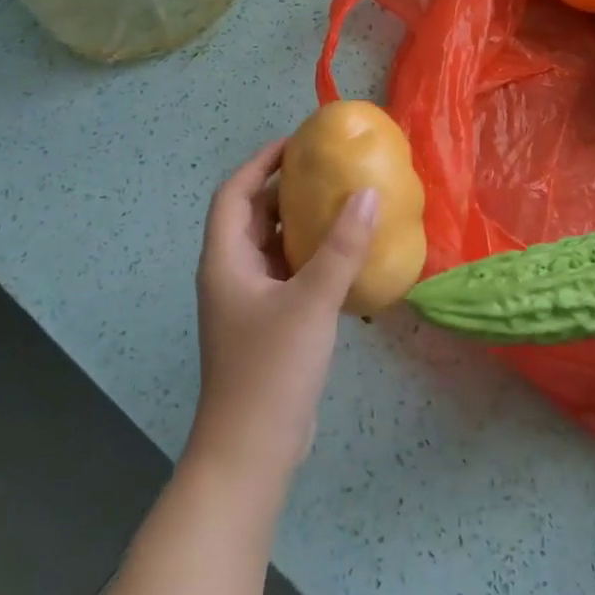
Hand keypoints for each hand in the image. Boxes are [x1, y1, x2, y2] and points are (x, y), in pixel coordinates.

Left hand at [186, 140, 376, 483]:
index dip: (261, 162)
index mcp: (226, 260)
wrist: (252, 451)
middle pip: (253, 216)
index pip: (234, 193)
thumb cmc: (271, 369)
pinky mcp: (268, 325)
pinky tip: (346, 257)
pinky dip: (311, 257)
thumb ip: (342, 247)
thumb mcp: (311, 301)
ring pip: (272, 246)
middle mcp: (232, 274)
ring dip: (301, 223)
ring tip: (342, 203)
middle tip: (329, 170)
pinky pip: (288, 274)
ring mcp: (249, 302)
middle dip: (285, 189)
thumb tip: (368, 193)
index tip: (297, 142)